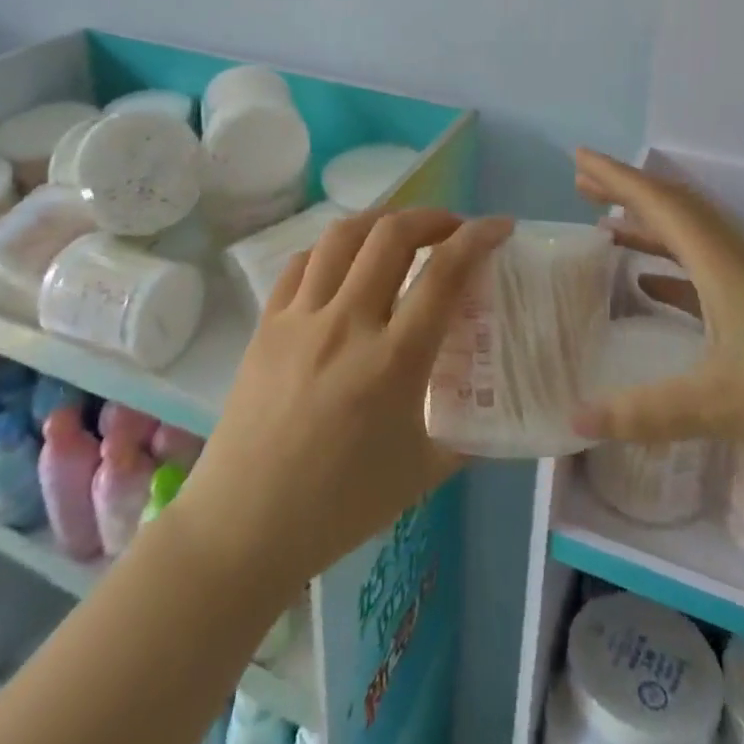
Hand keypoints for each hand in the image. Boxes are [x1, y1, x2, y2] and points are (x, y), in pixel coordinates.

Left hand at [172, 208, 513, 592]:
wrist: (245, 525)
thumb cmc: (341, 507)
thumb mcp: (423, 472)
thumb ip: (466, 430)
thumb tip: (494, 400)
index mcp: (393, 361)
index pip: (445, 274)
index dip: (478, 238)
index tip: (499, 226)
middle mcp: (347, 324)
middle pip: (392, 235)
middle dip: (432, 217)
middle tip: (451, 229)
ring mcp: (301, 318)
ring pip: (343, 236)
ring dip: (381, 221)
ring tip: (400, 233)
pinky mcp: (267, 322)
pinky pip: (301, 263)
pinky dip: (333, 250)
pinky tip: (345, 264)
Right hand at [571, 149, 743, 475]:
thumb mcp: (721, 407)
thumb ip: (646, 414)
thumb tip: (576, 420)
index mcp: (724, 266)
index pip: (663, 205)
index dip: (618, 178)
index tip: (579, 159)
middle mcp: (739, 262)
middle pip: (676, 209)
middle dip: (628, 191)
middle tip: (582, 184)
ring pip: (693, 238)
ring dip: (649, 225)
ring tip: (605, 224)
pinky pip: (707, 270)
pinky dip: (672, 264)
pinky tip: (650, 283)